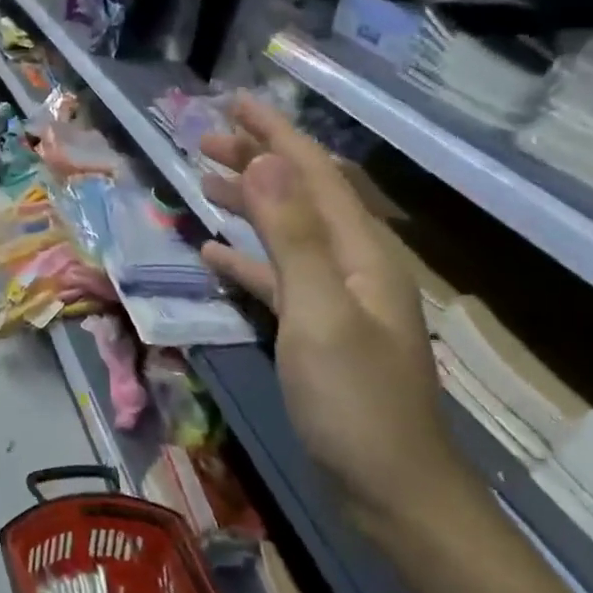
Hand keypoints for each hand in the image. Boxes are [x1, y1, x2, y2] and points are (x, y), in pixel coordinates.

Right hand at [197, 97, 476, 529]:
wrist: (390, 490)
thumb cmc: (355, 402)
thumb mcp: (319, 316)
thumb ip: (293, 239)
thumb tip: (267, 162)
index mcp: (361, 253)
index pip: (314, 174)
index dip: (275, 134)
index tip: (233, 102)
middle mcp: (352, 266)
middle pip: (301, 196)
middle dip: (256, 161)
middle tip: (202, 139)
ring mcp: (335, 300)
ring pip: (285, 233)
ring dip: (248, 203)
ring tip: (202, 181)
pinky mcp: (316, 331)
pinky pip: (276, 278)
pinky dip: (245, 259)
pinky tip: (212, 254)